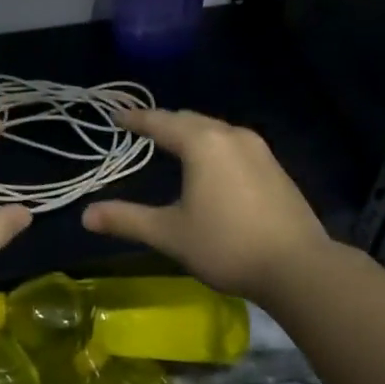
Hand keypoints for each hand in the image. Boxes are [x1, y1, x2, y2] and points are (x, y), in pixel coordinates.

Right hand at [82, 109, 334, 301]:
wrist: (299, 267)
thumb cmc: (227, 245)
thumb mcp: (170, 234)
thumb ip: (127, 220)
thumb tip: (85, 216)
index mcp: (202, 143)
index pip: (161, 122)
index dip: (136, 119)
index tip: (117, 116)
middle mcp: (230, 135)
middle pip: (190, 119)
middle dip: (164, 122)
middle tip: (142, 128)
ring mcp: (258, 149)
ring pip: (215, 130)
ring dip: (191, 132)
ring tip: (173, 143)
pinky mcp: (275, 167)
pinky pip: (233, 144)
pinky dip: (212, 145)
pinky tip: (210, 165)